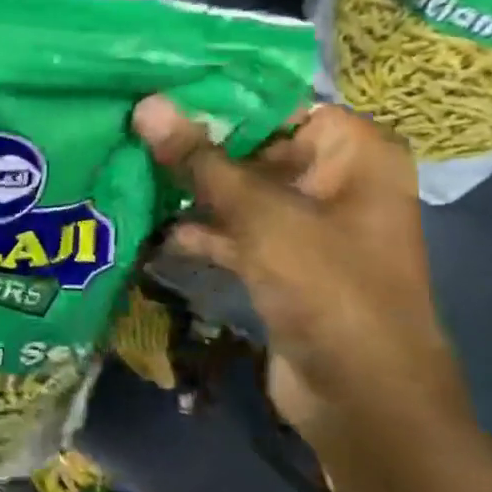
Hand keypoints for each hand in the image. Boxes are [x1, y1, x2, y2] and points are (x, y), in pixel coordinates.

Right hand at [131, 100, 467, 454]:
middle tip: (127, 127)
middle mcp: (335, 179)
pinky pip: (236, 231)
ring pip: (238, 191)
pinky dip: (200, 230)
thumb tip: (146, 103)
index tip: (151, 89)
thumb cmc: (328, 288)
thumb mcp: (260, 215)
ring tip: (127, 169)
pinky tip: (150, 227)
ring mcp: (309, 224)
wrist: (364, 403)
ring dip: (189, 190)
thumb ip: (199, 158)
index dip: (212, 97)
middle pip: (251, 146)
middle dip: (192, 146)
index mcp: (353, 151)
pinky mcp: (285, 262)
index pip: (273, 103)